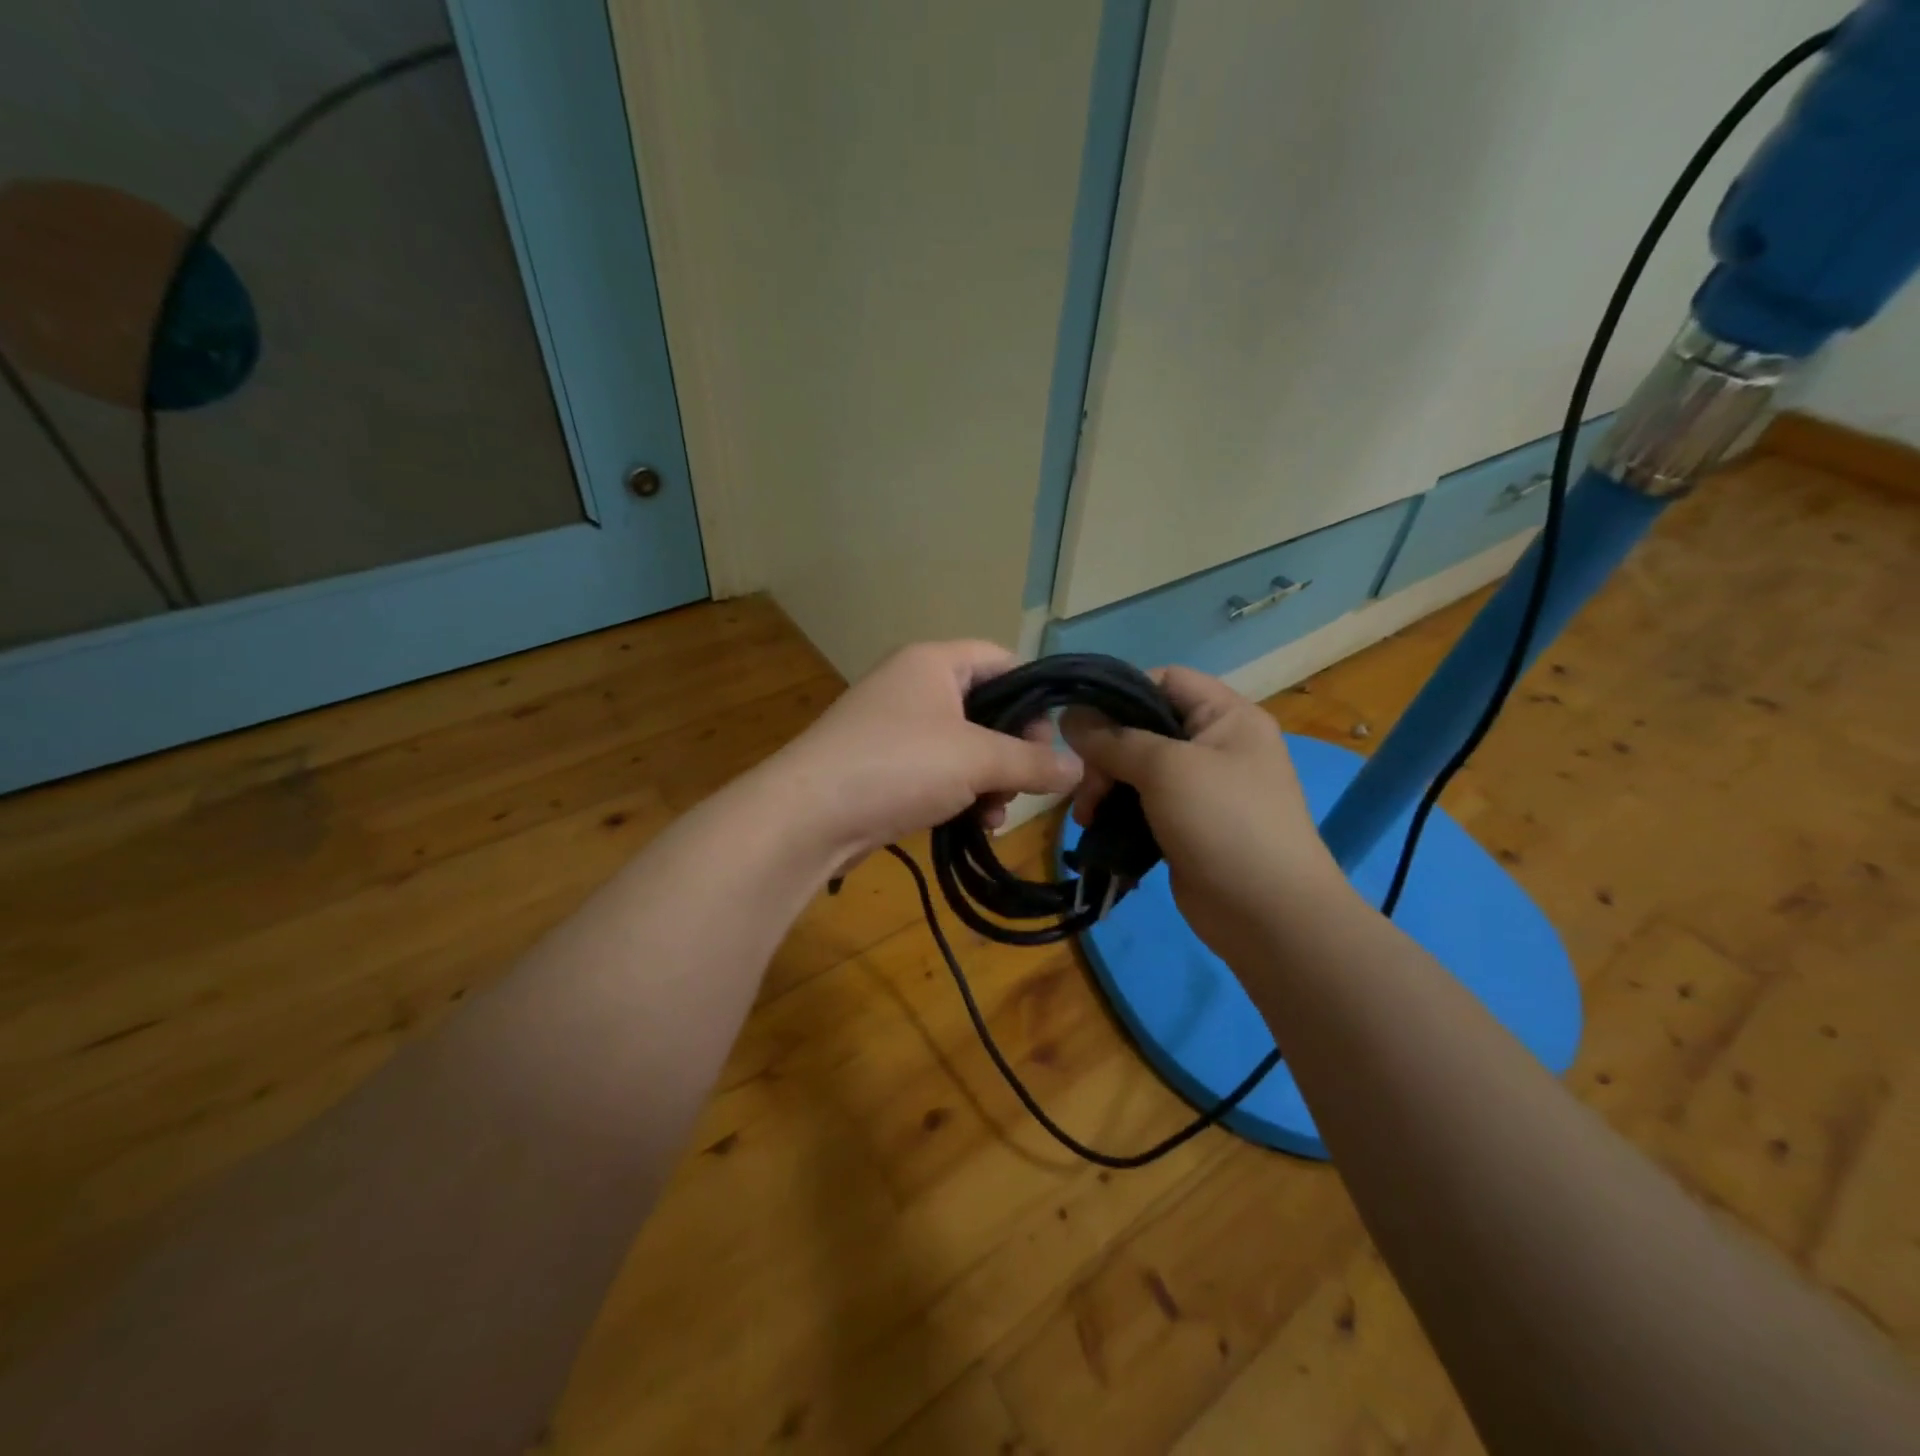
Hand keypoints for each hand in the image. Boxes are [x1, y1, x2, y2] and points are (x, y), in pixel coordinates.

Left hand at [771, 641, 1082, 860]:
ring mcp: (895, 728)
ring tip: (997, 813)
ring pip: (965, 746)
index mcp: (934, 662)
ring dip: (990, 780)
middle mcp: (913, 685)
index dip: (1034, 695)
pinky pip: (938, 772)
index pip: (1001, 660)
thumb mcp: (978, 759)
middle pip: (986, 707)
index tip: (1051, 739)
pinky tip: (975, 824)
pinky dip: (961, 794)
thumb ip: (1034, 761)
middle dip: (1013, 749)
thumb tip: (1080, 768)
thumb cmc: (899, 766)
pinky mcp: (884, 766)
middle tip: (1028, 782)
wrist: (809, 816)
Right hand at [1062, 667, 1353, 967]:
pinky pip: (1142, 805)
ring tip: (1086, 815)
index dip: (1121, 692)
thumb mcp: (1166, 768)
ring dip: (1104, 786)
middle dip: (1106, 753)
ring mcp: (1201, 788)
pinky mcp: (1186, 825)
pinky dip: (1116, 812)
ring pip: (1137, 769)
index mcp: (1227, 716)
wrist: (1268, 915)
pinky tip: (1095, 828)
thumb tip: (1069, 715)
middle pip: (1144, 727)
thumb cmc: (1224, 823)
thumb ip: (1114, 739)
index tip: (1082, 721)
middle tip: (1085, 785)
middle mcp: (1215, 745)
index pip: (1165, 680)